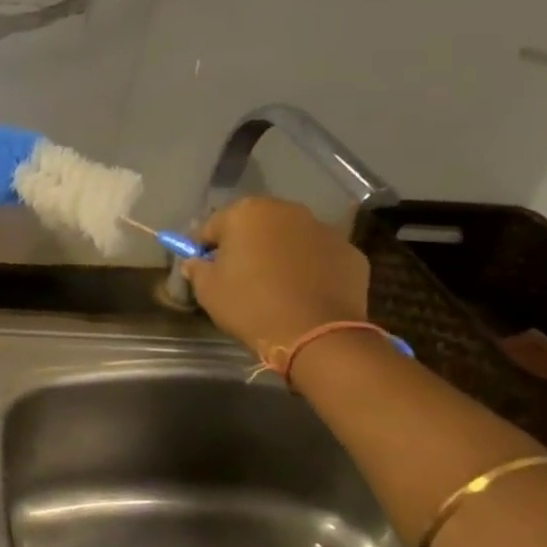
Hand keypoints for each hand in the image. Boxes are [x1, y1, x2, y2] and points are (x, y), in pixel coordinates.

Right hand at [183, 197, 369, 357]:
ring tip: (274, 284)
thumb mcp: (208, 290)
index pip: (213, 226)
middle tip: (239, 275)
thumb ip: (197, 269)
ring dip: (279, 252)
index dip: (204, 248)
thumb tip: (196, 262)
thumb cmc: (251, 306)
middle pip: (255, 224)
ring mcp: (323, 229)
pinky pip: (319, 255)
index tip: (203, 268)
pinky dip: (310, 267)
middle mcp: (286, 211)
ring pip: (290, 237)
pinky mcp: (350, 253)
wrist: (317, 336)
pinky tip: (303, 292)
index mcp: (246, 213)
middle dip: (245, 244)